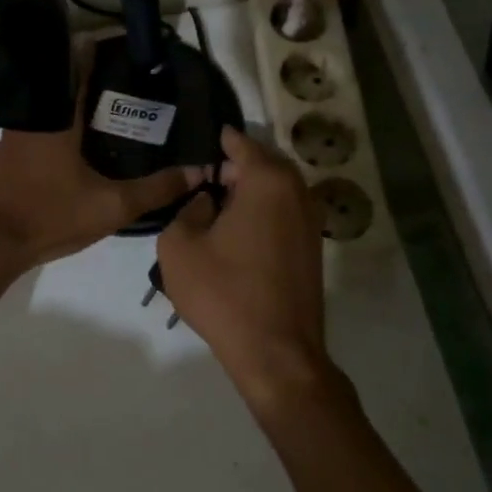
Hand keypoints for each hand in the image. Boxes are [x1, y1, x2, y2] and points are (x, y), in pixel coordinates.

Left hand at [0, 50, 199, 273]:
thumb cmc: (49, 215)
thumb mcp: (111, 206)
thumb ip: (155, 189)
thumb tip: (198, 171)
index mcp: (57, 117)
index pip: (78, 66)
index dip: (100, 51)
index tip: (124, 46)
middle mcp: (34, 116)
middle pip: (65, 82)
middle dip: (94, 76)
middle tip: (128, 79)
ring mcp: (17, 134)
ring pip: (52, 104)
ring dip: (76, 99)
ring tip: (111, 104)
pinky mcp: (10, 152)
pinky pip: (42, 123)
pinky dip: (63, 120)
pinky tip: (83, 136)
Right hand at [157, 126, 331, 408]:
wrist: (276, 352)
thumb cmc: (223, 292)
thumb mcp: (179, 246)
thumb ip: (186, 208)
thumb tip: (205, 200)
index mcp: (267, 181)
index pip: (239, 143)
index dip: (215, 140)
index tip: (193, 140)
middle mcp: (296, 191)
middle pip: (261, 163)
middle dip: (231, 167)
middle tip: (198, 180)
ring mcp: (310, 220)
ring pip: (274, 189)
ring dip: (247, 191)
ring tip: (213, 206)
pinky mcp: (312, 247)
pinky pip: (283, 213)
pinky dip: (261, 212)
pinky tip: (235, 232)